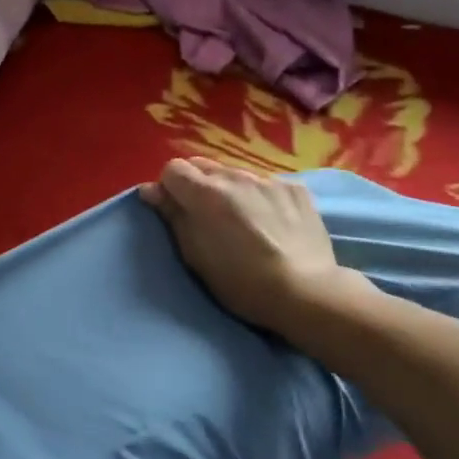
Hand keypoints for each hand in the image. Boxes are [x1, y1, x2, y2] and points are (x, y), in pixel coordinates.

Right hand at [140, 157, 351, 335]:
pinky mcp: (296, 189)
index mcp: (205, 192)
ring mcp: (268, 180)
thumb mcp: (195, 255)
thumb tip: (150, 190)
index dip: (169, 188)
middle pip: (203, 166)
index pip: (172, 169)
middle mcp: (235, 176)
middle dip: (197, 185)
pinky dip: (260, 197)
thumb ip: (172, 216)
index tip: (175, 210)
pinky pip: (266, 184)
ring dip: (230, 190)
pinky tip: (271, 223)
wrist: (307, 293)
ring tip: (242, 221)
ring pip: (235, 174)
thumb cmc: (241, 282)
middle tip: (205, 217)